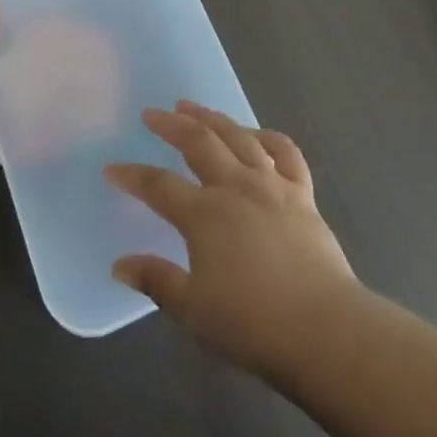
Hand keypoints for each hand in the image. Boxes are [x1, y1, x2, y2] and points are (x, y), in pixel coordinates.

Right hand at [105, 101, 358, 375]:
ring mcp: (272, 185)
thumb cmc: (252, 324)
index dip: (132, 176)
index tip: (112, 168)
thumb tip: (120, 265)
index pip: (158, 186)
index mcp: (204, 214)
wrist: (323, 329)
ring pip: (238, 137)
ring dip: (212, 118)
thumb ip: (156, 281)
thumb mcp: (193, 310)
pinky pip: (285, 152)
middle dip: (170, 125)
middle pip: (198, 142)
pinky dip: (267, 137)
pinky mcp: (303, 194)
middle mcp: (236, 187)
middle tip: (152, 114)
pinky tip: (256, 134)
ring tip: (192, 107)